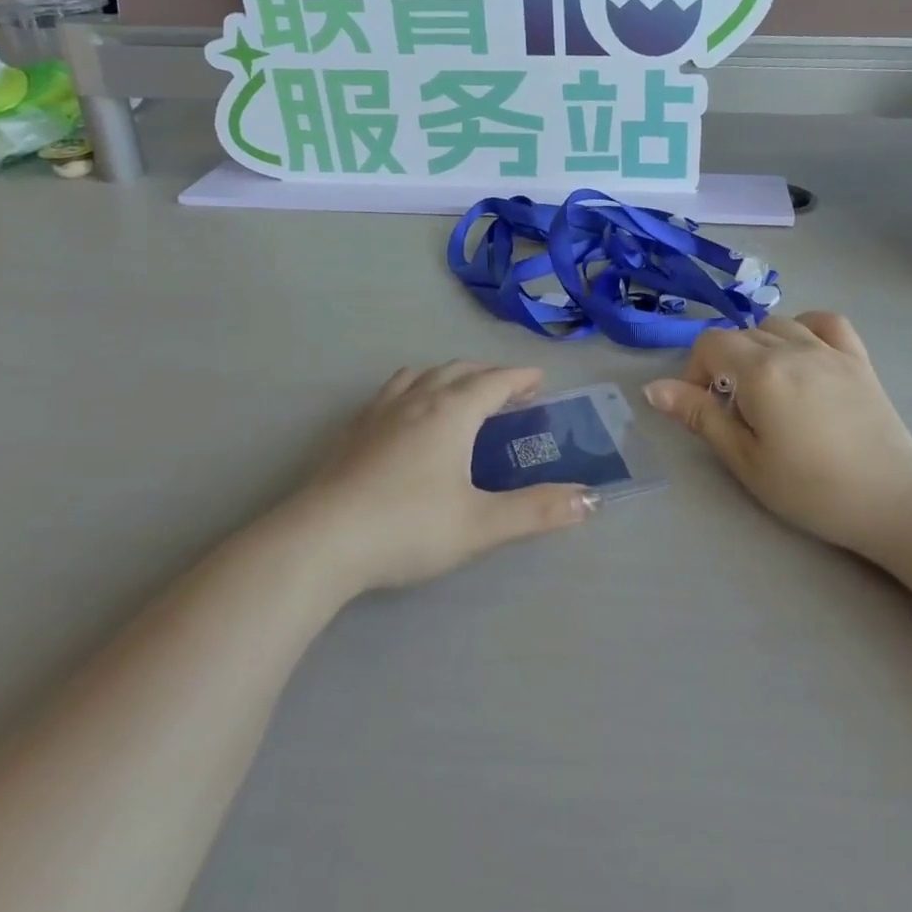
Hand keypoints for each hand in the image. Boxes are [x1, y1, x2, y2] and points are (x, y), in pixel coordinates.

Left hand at [301, 362, 597, 592]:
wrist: (321, 541)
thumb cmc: (409, 527)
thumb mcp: (481, 524)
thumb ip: (537, 511)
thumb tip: (590, 500)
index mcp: (452, 412)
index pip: (494, 382)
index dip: (520, 378)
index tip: (539, 379)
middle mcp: (417, 400)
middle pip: (459, 370)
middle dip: (488, 374)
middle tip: (508, 390)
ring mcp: (380, 412)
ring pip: (421, 375)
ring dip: (448, 376)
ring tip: (458, 393)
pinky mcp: (352, 431)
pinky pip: (391, 391)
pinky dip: (413, 389)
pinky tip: (406, 416)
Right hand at [644, 312, 911, 567]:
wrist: (893, 502)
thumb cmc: (811, 489)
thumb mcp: (745, 460)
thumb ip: (701, 417)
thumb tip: (653, 388)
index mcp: (761, 372)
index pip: (710, 344)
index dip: (696, 372)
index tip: (707, 408)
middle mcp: (793, 348)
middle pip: (741, 334)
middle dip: (726, 364)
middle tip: (738, 411)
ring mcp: (829, 349)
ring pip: (778, 324)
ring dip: (760, 346)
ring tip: (768, 386)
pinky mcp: (858, 358)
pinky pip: (825, 321)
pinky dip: (806, 327)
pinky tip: (804, 354)